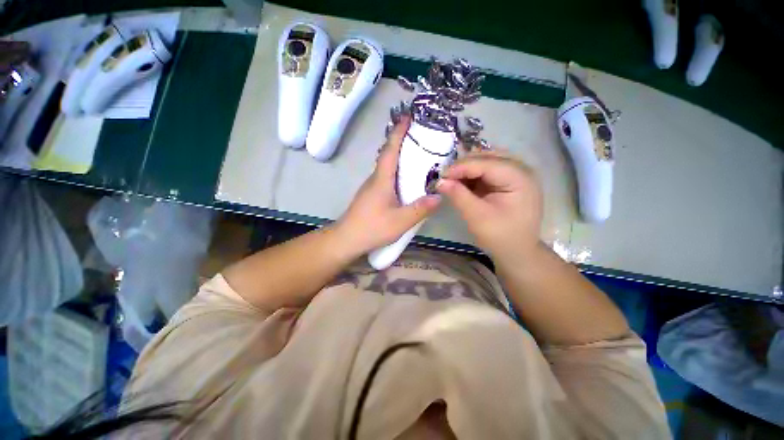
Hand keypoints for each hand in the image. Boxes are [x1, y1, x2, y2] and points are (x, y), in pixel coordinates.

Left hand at [335, 116, 440, 255]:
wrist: (346, 239)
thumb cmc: (372, 228)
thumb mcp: (400, 221)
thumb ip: (420, 209)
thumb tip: (439, 196)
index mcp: (381, 179)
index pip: (390, 150)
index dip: (398, 132)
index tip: (407, 117)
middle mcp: (375, 178)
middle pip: (388, 155)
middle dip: (402, 142)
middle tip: (420, 136)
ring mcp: (371, 187)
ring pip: (386, 167)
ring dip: (399, 157)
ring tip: (417, 156)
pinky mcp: (371, 195)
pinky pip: (386, 177)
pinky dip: (396, 172)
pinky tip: (406, 181)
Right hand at [436, 151, 542, 260]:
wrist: (517, 251)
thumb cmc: (500, 236)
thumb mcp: (477, 217)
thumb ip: (458, 196)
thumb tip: (439, 181)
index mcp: (519, 178)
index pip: (487, 163)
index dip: (462, 167)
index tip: (440, 175)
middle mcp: (521, 170)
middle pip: (488, 156)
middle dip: (464, 165)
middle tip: (445, 177)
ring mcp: (516, 174)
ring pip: (487, 160)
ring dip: (468, 167)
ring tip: (452, 178)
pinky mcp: (509, 180)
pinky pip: (488, 169)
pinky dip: (473, 174)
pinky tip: (462, 181)